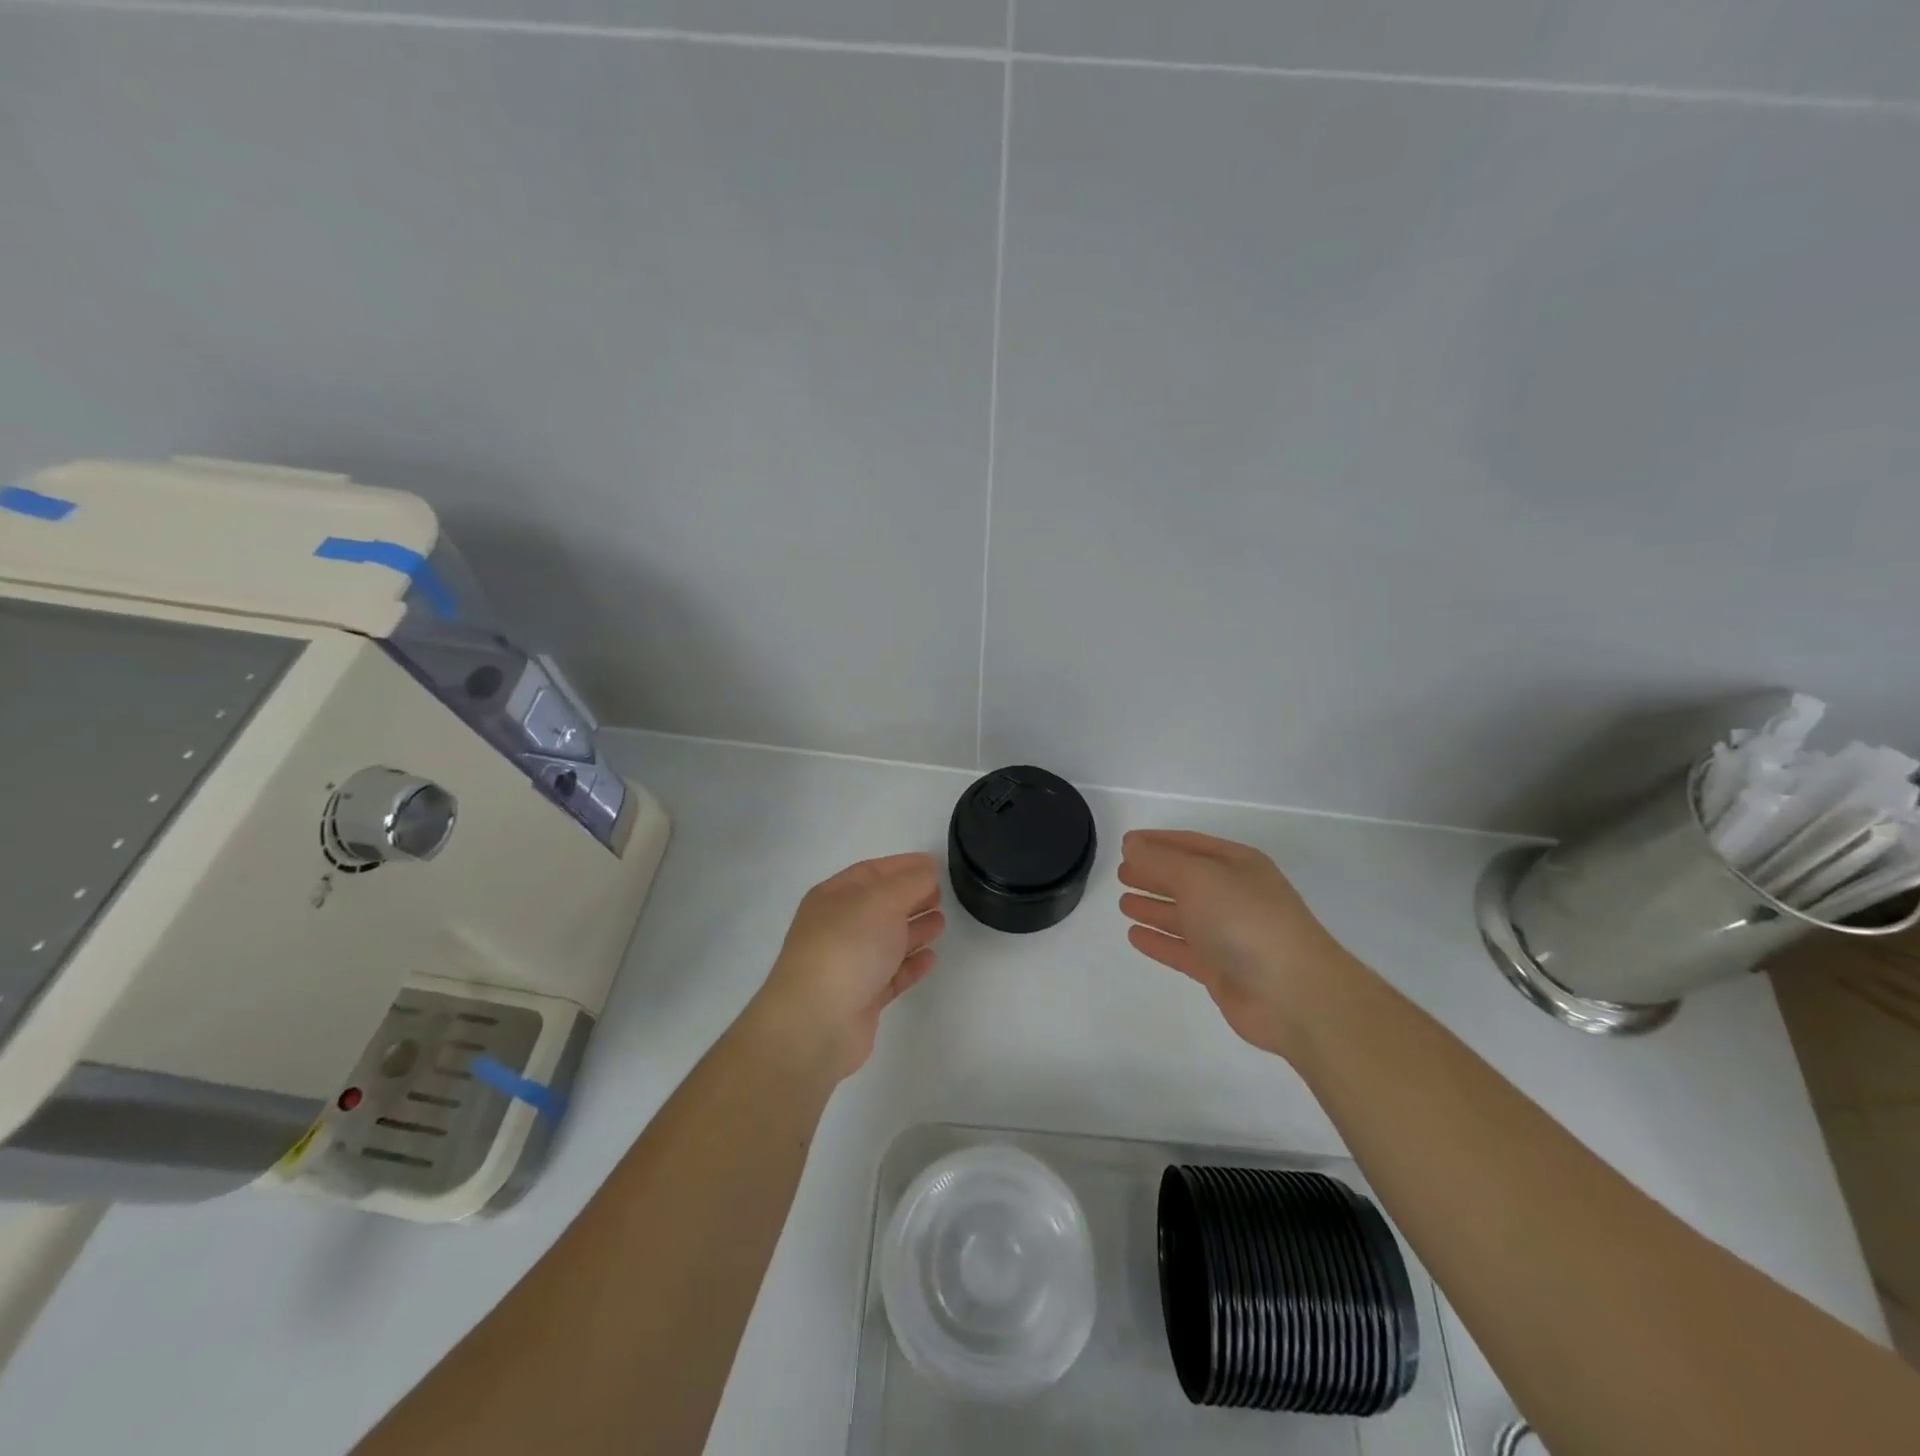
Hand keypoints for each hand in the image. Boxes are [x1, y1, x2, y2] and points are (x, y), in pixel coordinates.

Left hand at [746, 853, 945, 1081]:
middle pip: (880, 906)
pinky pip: (891, 974)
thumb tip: (927, 870)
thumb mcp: (882, 901)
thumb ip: (910, 882)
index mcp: (833, 897)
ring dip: (914, 930)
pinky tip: (931, 958)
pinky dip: (911, 964)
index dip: (902, 867)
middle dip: (910, 898)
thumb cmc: (848, 947)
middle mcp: (838, 927)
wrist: (816, 1022)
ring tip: (941, 923)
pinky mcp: (861, 998)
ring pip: (887, 940)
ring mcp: (848, 964)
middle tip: (941, 895)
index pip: (871, 872)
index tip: (933, 865)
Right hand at [1118, 830, 1356, 1057]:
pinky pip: (1183, 949)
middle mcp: (1234, 895)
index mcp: (1238, 865)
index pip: (1190, 844)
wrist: (1293, 994)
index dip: (1157, 842)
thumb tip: (1131, 846)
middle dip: (1154, 874)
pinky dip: (1159, 941)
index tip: (1125, 844)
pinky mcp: (1222, 971)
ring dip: (1154, 907)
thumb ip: (1160, 861)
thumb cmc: (1245, 919)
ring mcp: (1230, 935)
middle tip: (1121, 873)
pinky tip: (1135, 936)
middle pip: (1186, 879)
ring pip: (1184, 915)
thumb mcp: (1198, 877)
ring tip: (1123, 903)